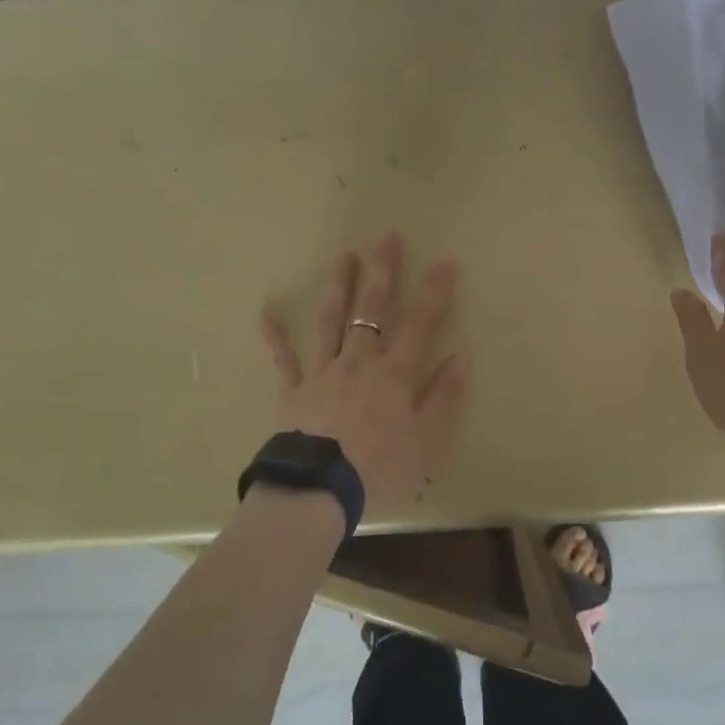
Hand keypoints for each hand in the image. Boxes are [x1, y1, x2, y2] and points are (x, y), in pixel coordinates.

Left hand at [258, 231, 467, 513]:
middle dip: (382, 271)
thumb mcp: (424, 440)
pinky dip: (274, 336)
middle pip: (371, 309)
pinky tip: (265, 313)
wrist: (318, 489)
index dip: (434, 292)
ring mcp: (323, 371)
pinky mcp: (294, 389)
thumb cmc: (377, 468)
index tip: (444, 261)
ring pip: (331, 320)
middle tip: (385, 235)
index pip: (420, 324)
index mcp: (394, 374)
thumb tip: (460, 357)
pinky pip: (284, 359)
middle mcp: (359, 361)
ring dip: (338, 286)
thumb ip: (442, 397)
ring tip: (342, 256)